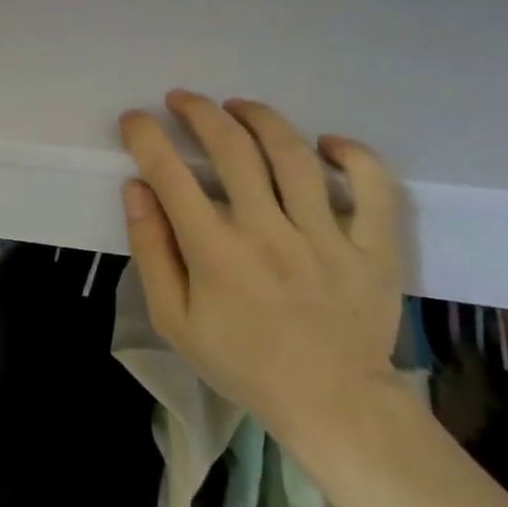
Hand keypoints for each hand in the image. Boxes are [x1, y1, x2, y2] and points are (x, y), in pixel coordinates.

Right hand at [119, 91, 404, 451]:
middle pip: (232, 148)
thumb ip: (151, 250)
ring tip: (238, 107)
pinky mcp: (372, 248)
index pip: (170, 174)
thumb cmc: (243, 363)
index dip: (146, 136)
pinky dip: (353, 155)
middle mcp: (268, 233)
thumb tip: (136, 188)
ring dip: (260, 118)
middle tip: (183, 100)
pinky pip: (372, 187)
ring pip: (293, 154)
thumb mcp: (174, 320)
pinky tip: (326, 143)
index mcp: (216, 253)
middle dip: (200, 112)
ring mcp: (325, 237)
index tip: (135, 119)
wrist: (333, 406)